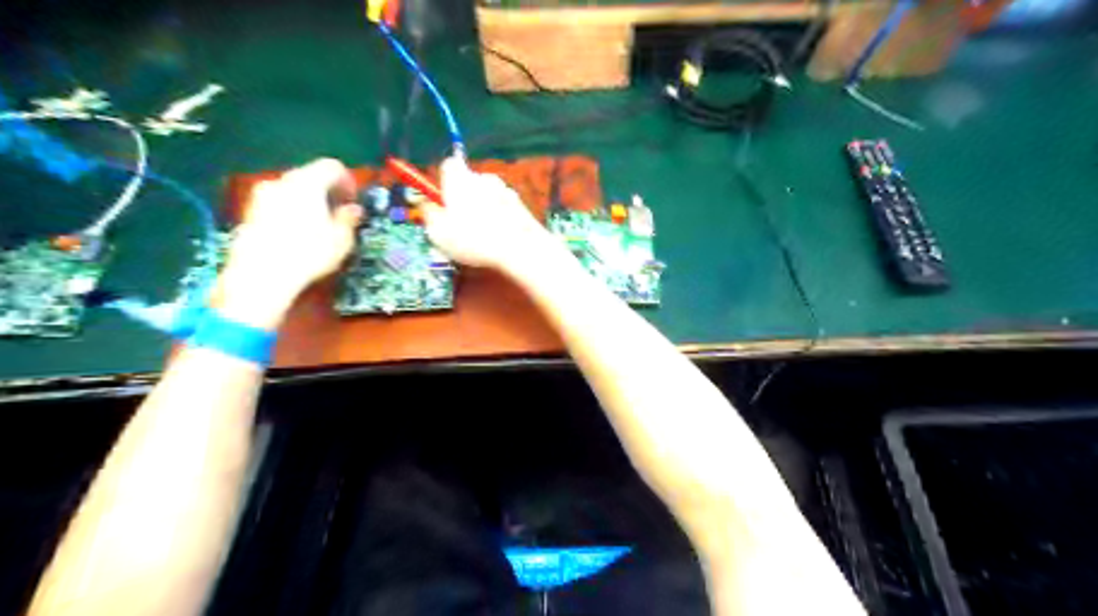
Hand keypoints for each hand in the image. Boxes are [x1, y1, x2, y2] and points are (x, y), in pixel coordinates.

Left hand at [217, 158, 363, 330]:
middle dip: (326, 191)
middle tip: (338, 211)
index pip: (332, 167)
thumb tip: (352, 210)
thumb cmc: (308, 254)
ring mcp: (261, 196)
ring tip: (319, 226)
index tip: (353, 199)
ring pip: (291, 190)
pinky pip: (277, 204)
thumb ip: (348, 219)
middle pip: (309, 176)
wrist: (261, 275)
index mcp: (308, 183)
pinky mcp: (249, 213)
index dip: (348, 180)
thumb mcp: (341, 239)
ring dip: (307, 202)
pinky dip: (290, 212)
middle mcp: (282, 182)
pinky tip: (297, 235)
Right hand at [424, 154, 553, 268]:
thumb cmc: (474, 240)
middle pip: (467, 183)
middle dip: (460, 200)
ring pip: (485, 197)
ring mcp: (505, 190)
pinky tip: (495, 240)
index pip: (447, 165)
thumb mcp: (437, 231)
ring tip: (478, 238)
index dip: (440, 182)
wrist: (520, 249)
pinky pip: (501, 209)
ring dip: (479, 211)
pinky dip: (496, 219)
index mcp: (460, 178)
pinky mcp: (520, 205)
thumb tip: (424, 202)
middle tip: (456, 226)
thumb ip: (427, 212)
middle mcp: (483, 178)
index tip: (438, 201)